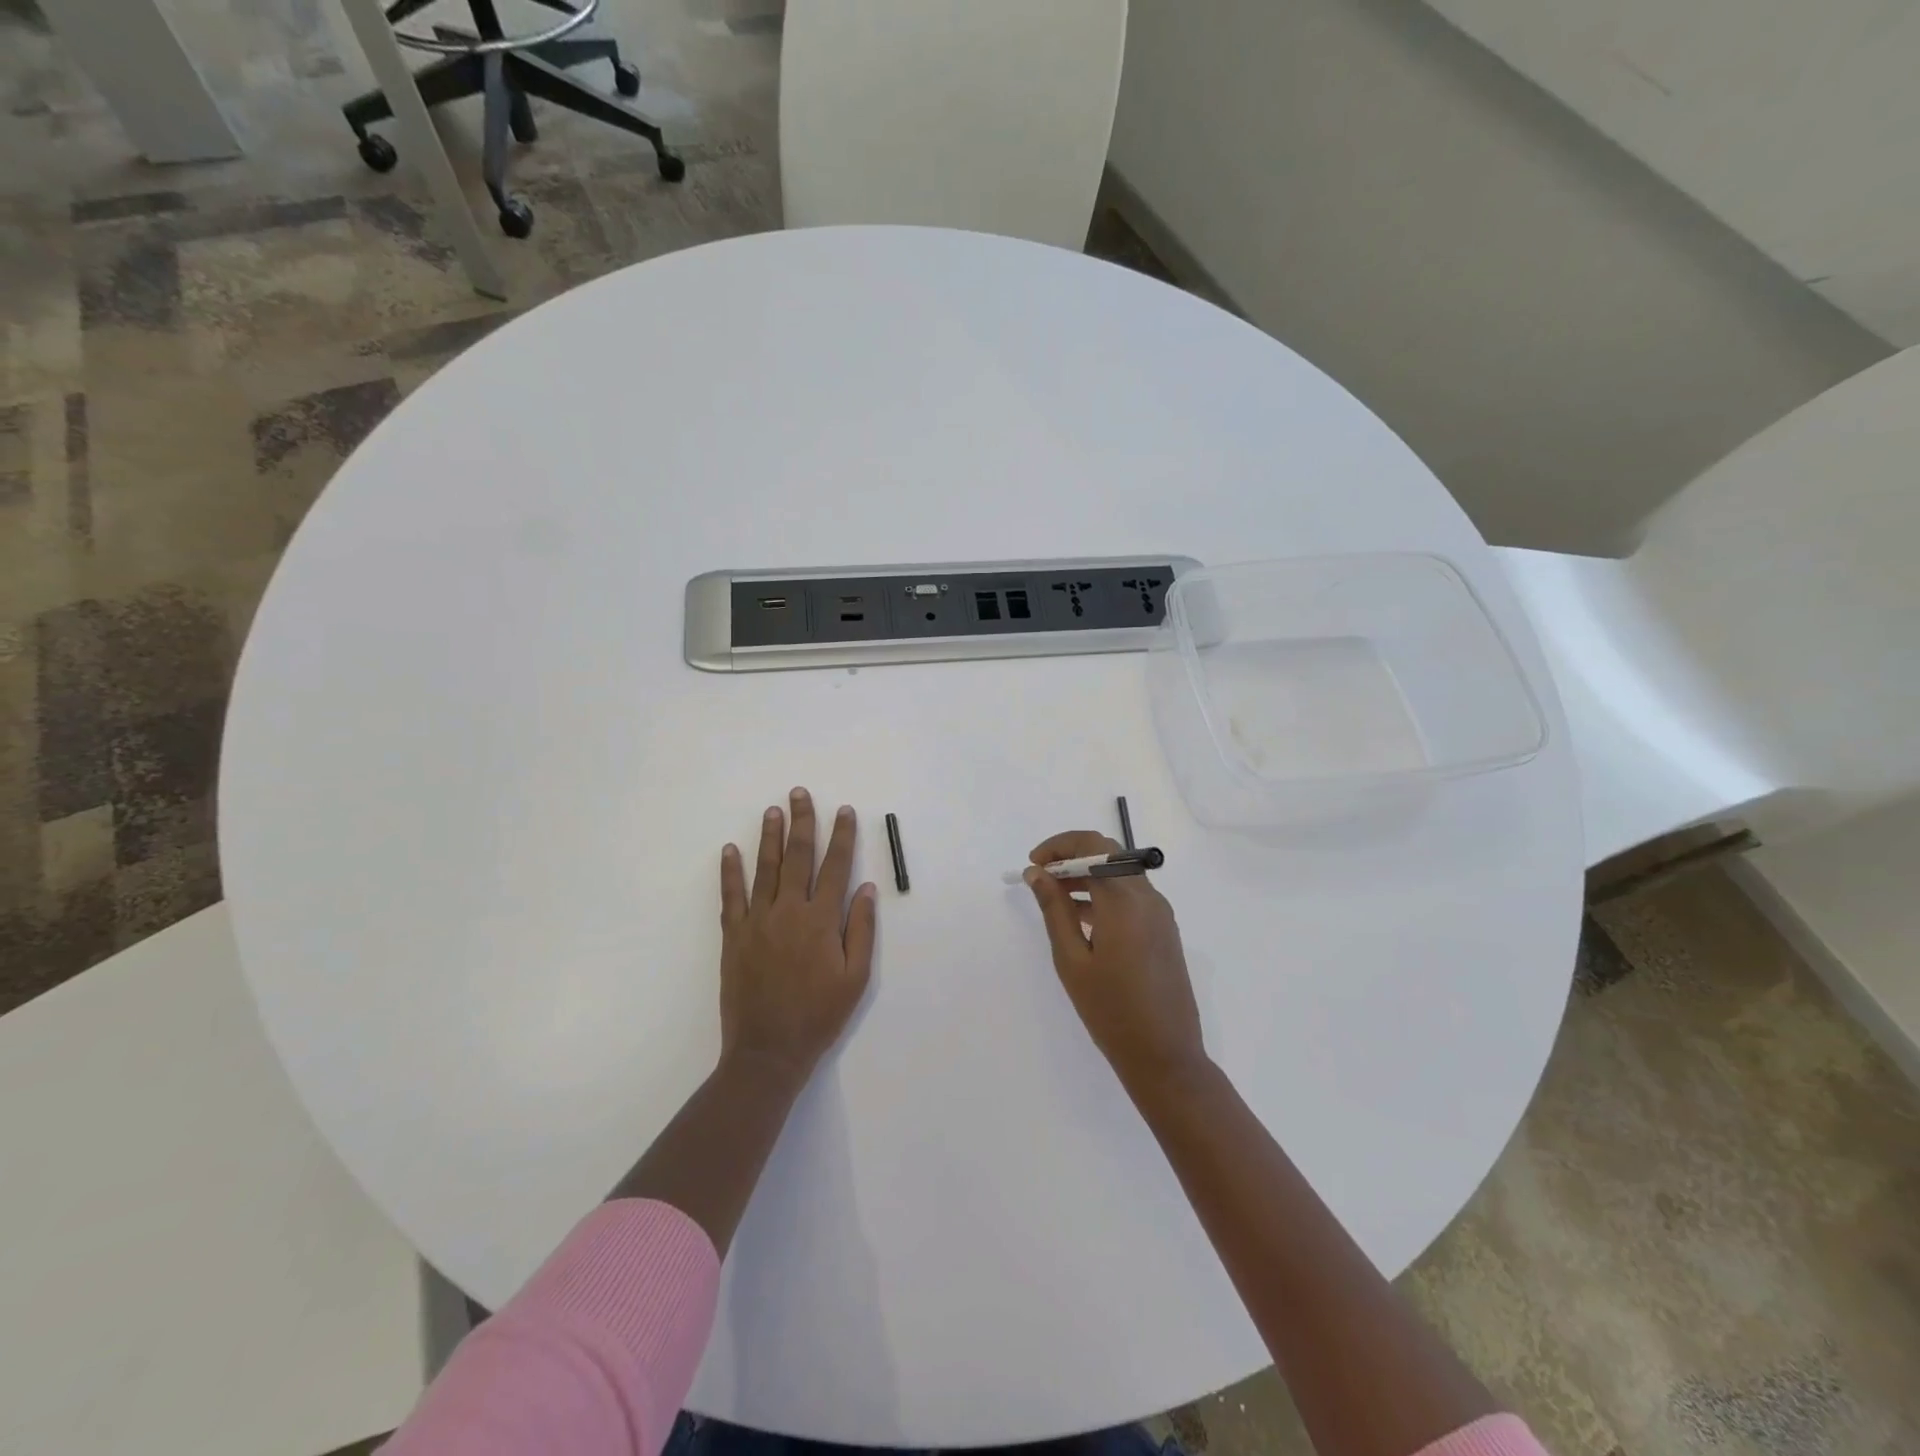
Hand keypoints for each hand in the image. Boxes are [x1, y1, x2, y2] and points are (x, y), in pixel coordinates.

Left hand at [719, 788, 876, 1086]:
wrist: (768, 1050)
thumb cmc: (819, 1016)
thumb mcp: (855, 978)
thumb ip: (860, 930)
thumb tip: (865, 888)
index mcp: (821, 920)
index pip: (835, 866)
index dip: (841, 836)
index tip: (844, 811)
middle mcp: (789, 911)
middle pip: (798, 857)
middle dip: (802, 822)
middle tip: (799, 794)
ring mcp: (757, 921)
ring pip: (765, 868)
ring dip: (769, 837)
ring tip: (773, 810)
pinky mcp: (733, 936)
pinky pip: (731, 896)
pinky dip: (730, 872)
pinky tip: (730, 850)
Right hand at [1024, 831, 1206, 1092]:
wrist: (1165, 1056)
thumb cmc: (1111, 1010)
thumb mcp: (1072, 960)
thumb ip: (1054, 910)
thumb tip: (1036, 873)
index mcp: (1125, 901)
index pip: (1093, 846)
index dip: (1060, 846)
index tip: (1034, 864)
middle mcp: (1147, 898)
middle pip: (1108, 855)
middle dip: (1071, 857)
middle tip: (1040, 877)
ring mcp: (1160, 914)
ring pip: (1120, 875)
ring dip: (1087, 875)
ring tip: (1053, 898)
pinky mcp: (1164, 930)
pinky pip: (1131, 896)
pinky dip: (1104, 894)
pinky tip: (1080, 918)